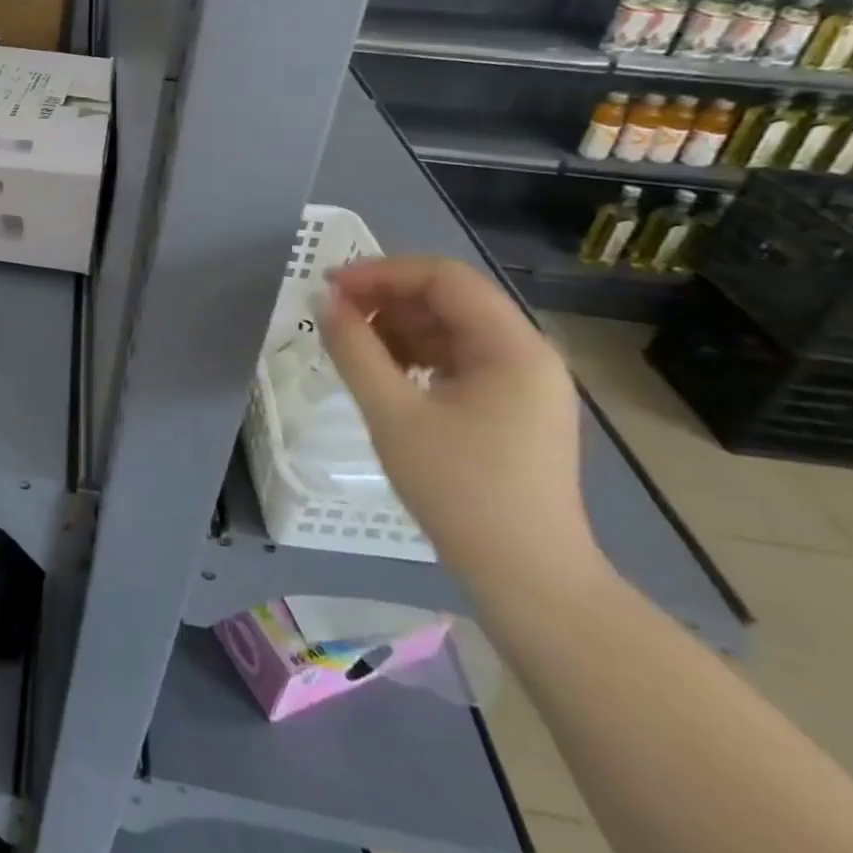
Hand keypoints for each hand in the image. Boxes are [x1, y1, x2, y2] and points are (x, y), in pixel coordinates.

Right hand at [317, 257, 603, 595]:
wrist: (529, 579)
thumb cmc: (461, 492)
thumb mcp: (393, 415)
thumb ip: (354, 350)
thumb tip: (324, 302)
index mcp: (512, 348)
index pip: (444, 278)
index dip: (382, 273)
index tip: (329, 287)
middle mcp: (527, 353)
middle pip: (449, 298)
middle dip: (386, 298)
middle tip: (333, 316)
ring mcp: (524, 382)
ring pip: (450, 327)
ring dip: (397, 327)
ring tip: (351, 347)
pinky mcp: (512, 406)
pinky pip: (457, 357)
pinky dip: (415, 354)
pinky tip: (383, 374)